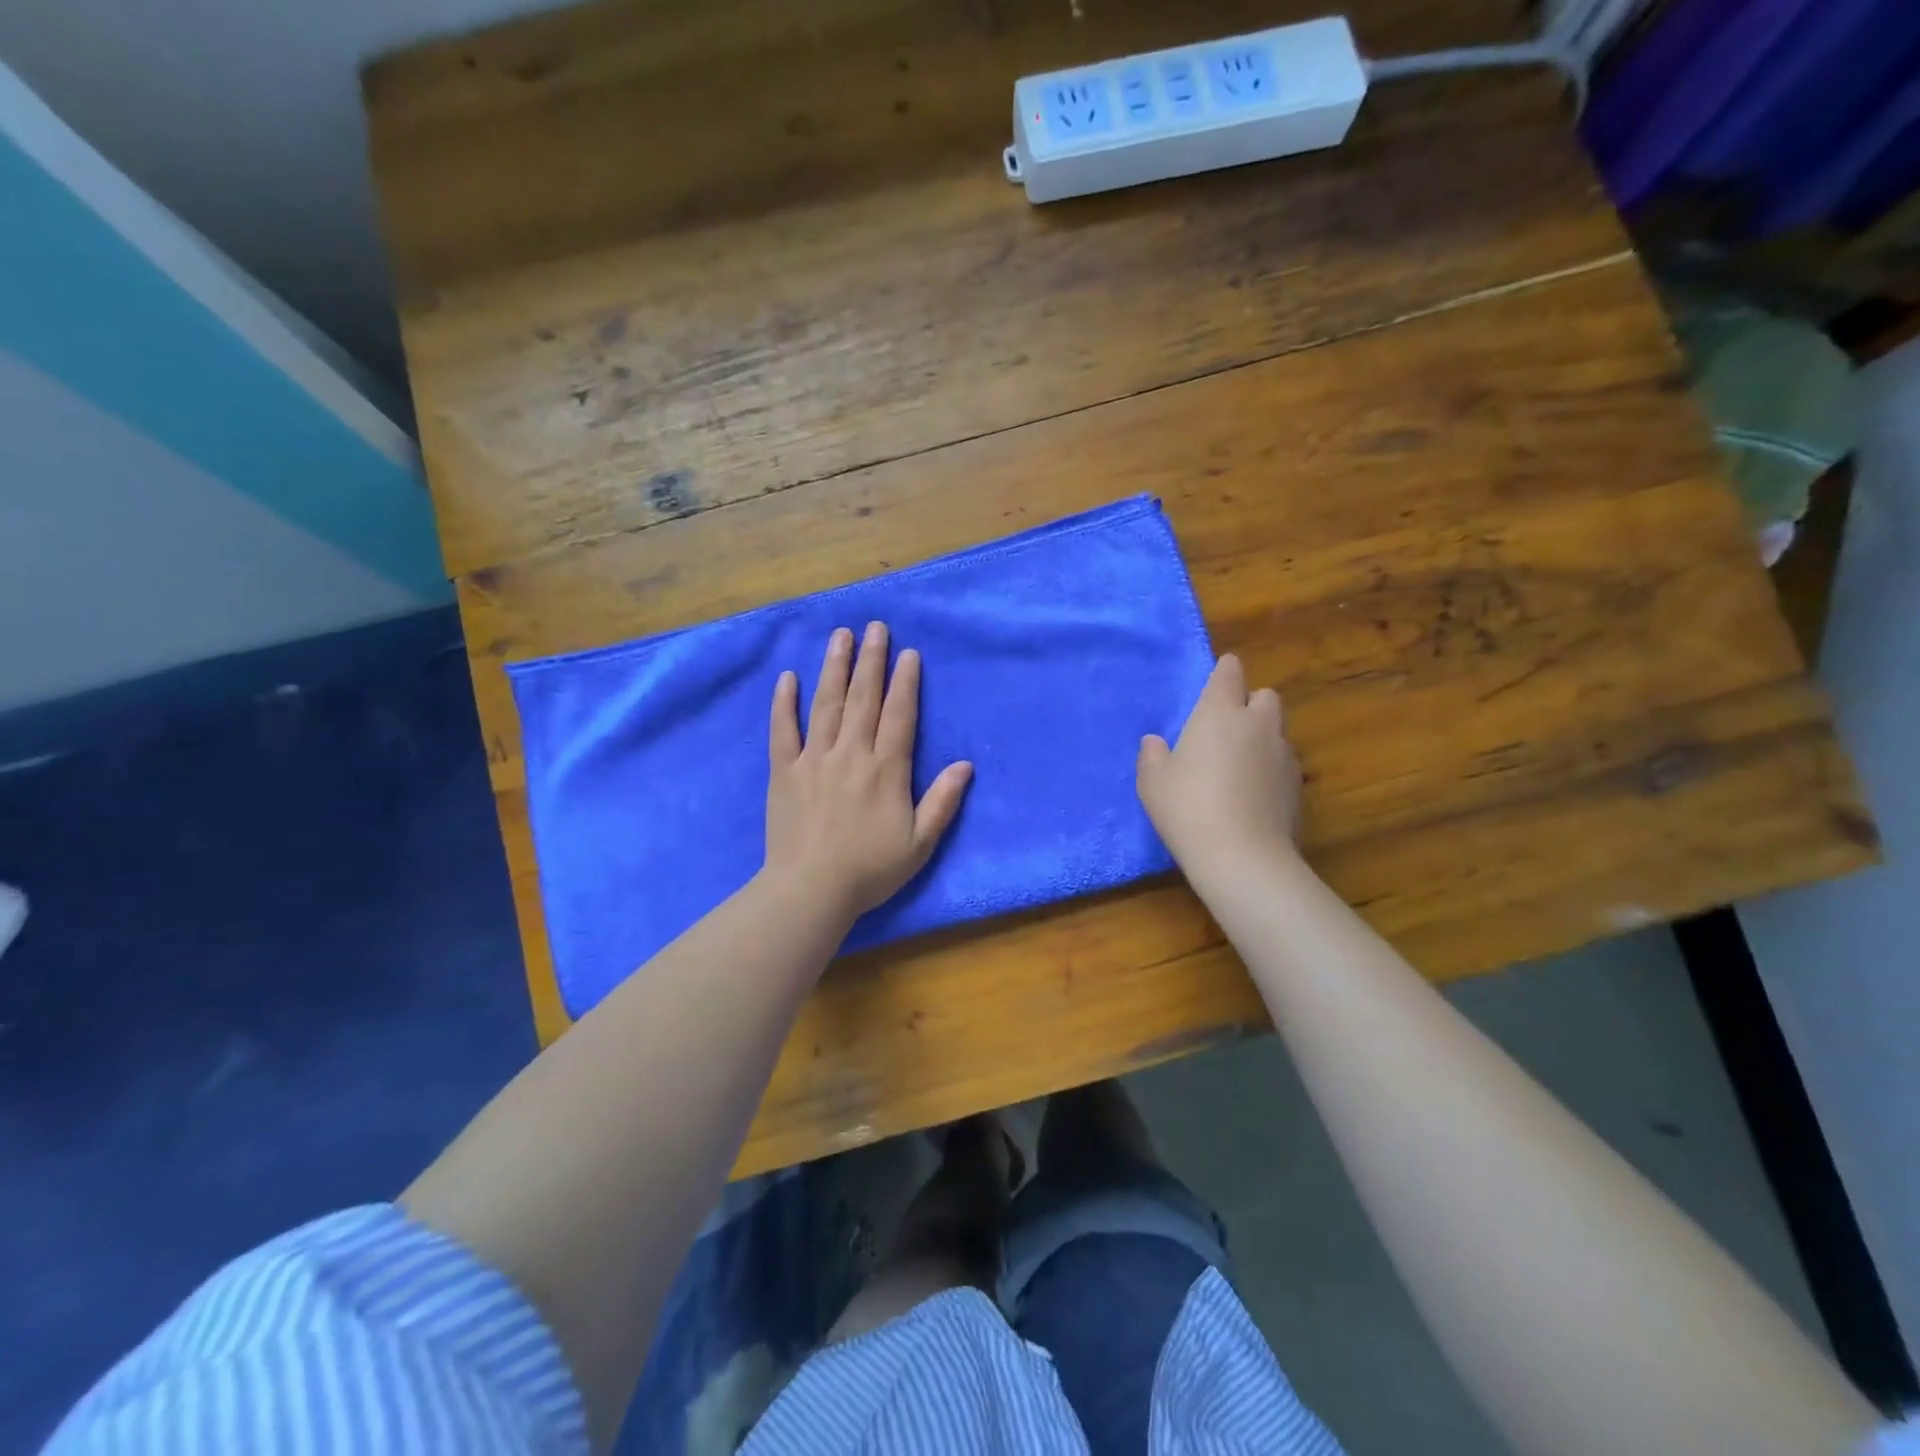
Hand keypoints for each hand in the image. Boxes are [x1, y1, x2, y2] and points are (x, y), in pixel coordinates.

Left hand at [764, 623, 972, 922]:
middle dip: (871, 660)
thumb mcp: (920, 843)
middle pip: (863, 698)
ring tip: (840, 636)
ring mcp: (814, 760)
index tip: (907, 652)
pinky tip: (788, 678)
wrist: (810, 890)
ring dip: (834, 668)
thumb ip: (942, 801)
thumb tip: (966, 766)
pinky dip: (784, 703)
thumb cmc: (870, 870)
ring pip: (825, 704)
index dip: (905, 682)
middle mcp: (851, 754)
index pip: (899, 715)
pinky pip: (783, 730)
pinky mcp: (784, 772)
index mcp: (886, 770)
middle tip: (875, 626)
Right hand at [1137, 654, 1301, 880]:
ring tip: (1240, 762)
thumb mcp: (1152, 782)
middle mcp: (1257, 725)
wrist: (1242, 857)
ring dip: (1262, 736)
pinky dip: (1271, 768)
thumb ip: (1152, 755)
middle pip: (1265, 696)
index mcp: (1219, 713)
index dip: (1224, 671)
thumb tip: (1154, 742)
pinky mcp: (1297, 786)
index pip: (1230, 673)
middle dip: (1250, 703)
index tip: (1218, 678)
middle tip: (1228, 726)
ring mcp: (1283, 755)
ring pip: (1278, 730)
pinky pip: (1284, 763)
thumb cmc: (1188, 808)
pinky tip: (1253, 792)